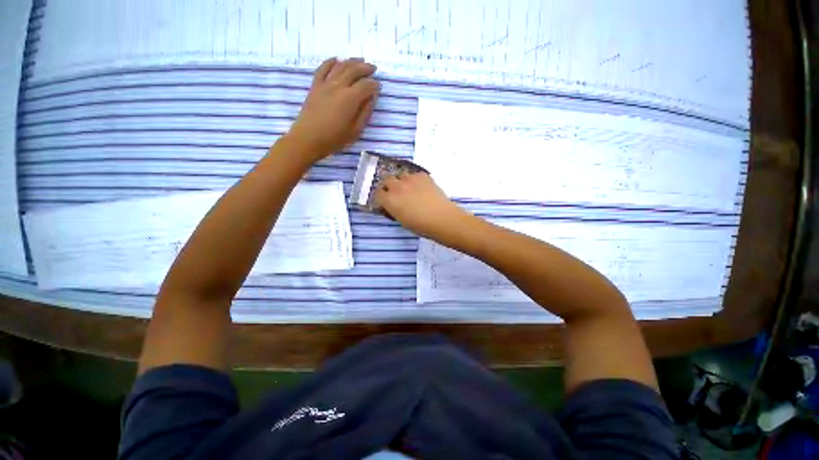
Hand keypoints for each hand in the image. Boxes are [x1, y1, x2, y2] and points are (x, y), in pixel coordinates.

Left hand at [287, 57, 378, 161]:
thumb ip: (365, 113)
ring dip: (351, 61)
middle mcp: (338, 86)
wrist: (308, 139)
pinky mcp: (315, 86)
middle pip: (354, 70)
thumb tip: (372, 98)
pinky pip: (322, 68)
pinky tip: (336, 59)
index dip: (374, 85)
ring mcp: (325, 84)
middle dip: (365, 68)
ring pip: (340, 66)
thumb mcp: (355, 131)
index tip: (379, 87)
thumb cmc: (334, 139)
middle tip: (373, 69)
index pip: (366, 86)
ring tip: (360, 61)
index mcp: (350, 99)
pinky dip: (330, 62)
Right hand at [375, 172, 467, 238]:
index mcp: (389, 200)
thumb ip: (394, 209)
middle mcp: (396, 186)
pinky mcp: (422, 175)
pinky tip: (422, 187)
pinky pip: (415, 174)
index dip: (382, 197)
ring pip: (401, 175)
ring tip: (410, 188)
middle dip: (390, 186)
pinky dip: (416, 180)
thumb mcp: (401, 220)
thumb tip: (392, 205)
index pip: (378, 193)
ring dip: (402, 181)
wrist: (441, 218)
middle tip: (397, 193)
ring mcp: (410, 179)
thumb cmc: (420, 225)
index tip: (386, 200)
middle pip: (387, 180)